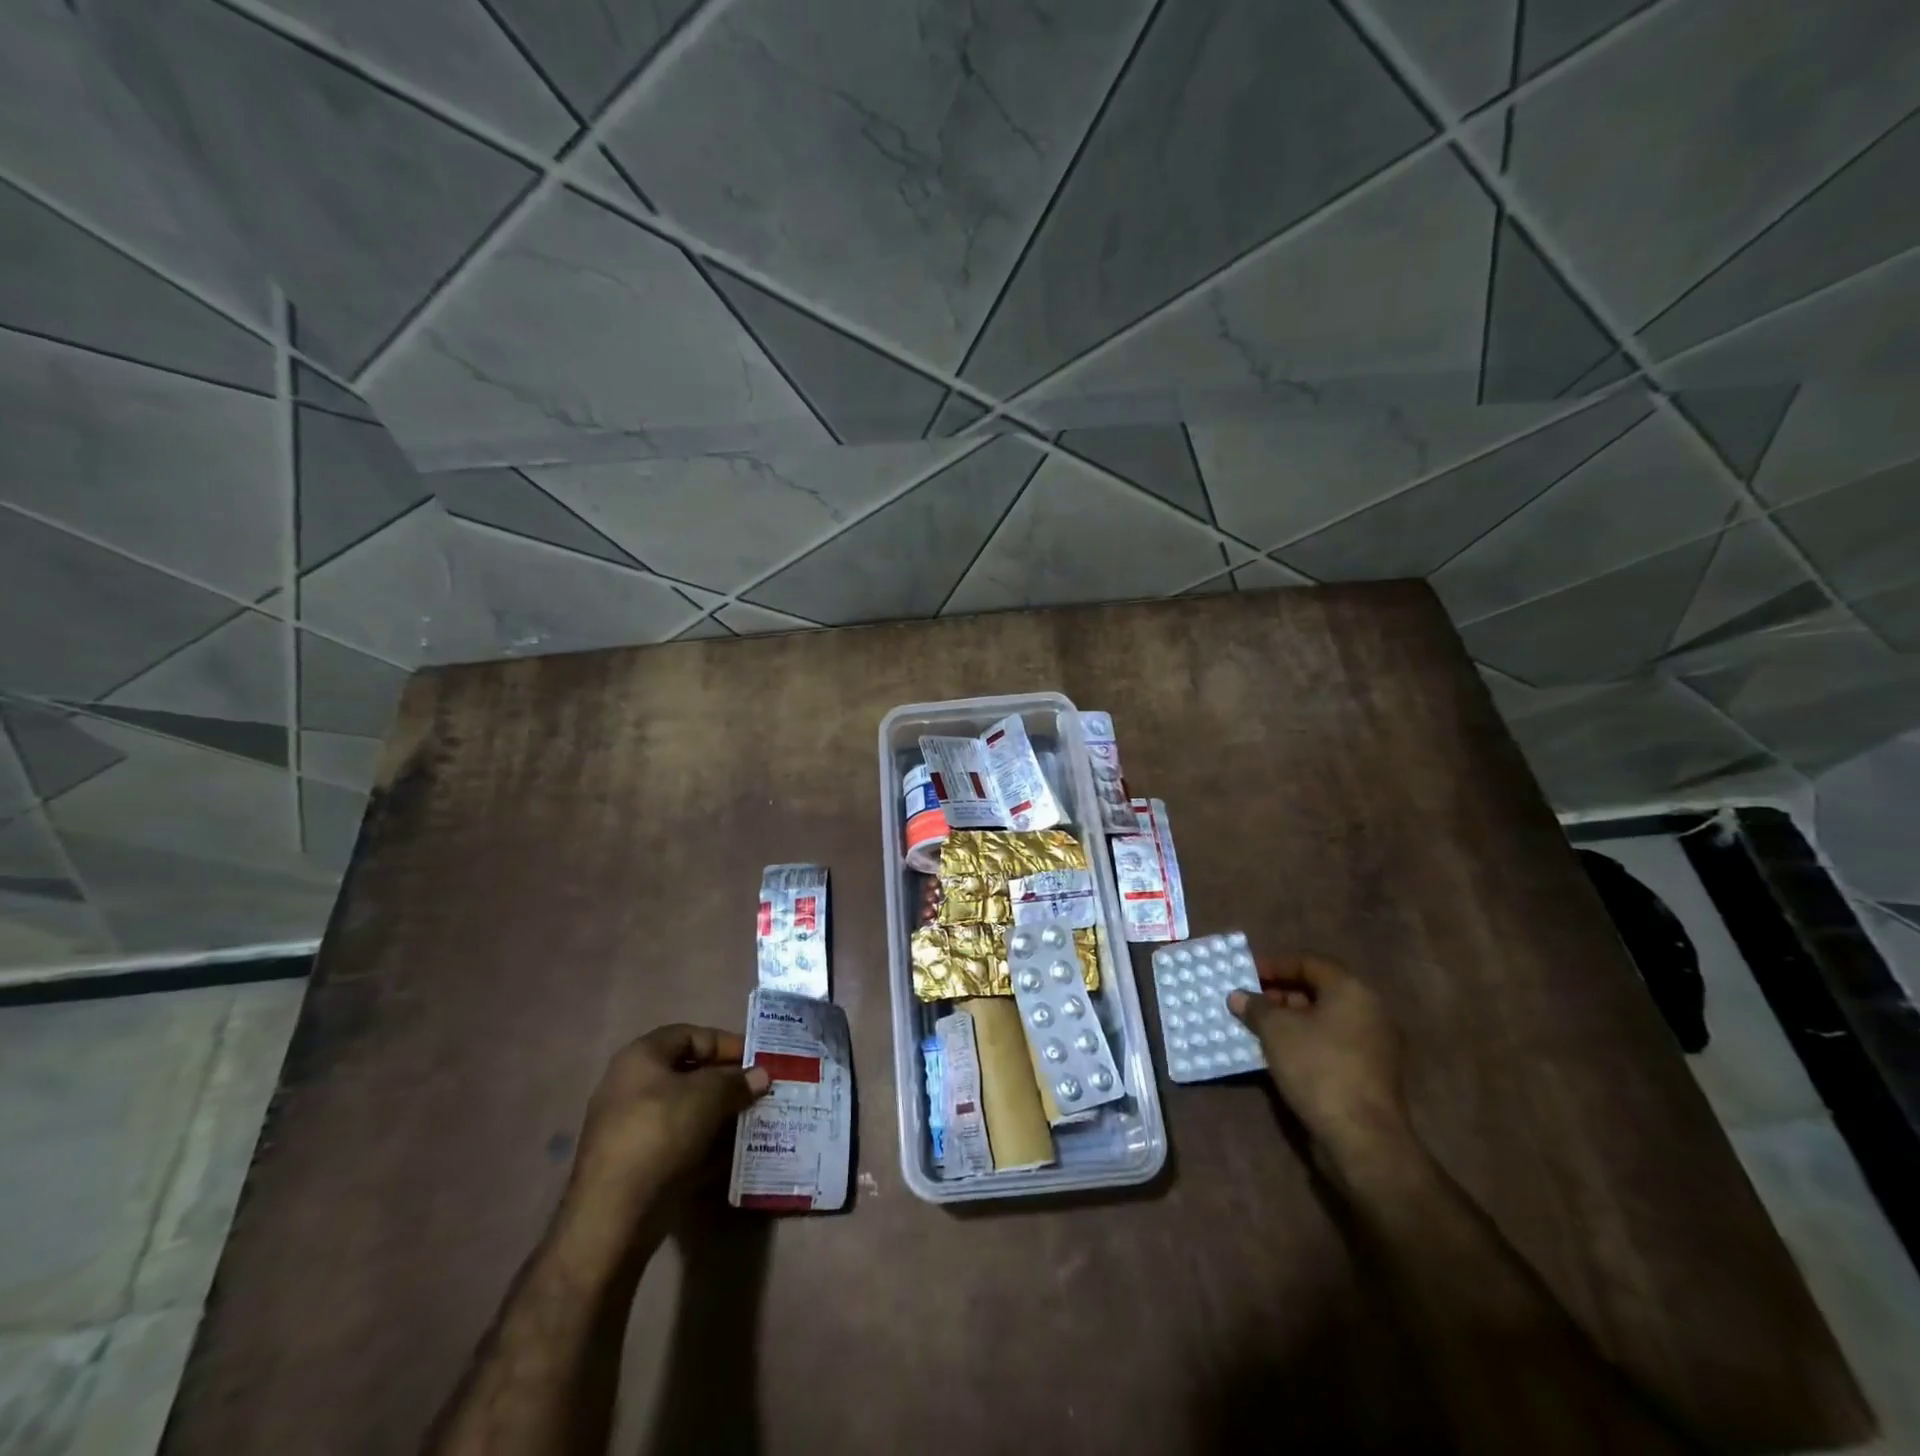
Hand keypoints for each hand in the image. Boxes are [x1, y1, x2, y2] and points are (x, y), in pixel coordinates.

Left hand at [567, 1025, 770, 1226]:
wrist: (613, 1215)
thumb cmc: (660, 1134)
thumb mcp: (708, 1097)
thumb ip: (737, 1081)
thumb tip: (761, 1075)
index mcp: (641, 1057)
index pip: (691, 1035)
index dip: (726, 1043)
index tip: (757, 1060)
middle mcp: (630, 1085)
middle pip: (688, 1073)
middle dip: (726, 1081)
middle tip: (758, 1091)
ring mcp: (630, 1126)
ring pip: (685, 1109)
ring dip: (718, 1113)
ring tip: (751, 1121)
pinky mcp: (635, 1162)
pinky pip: (677, 1141)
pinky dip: (704, 1143)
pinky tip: (730, 1153)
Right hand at [1229, 956, 1412, 1181]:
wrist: (1362, 1137)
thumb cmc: (1317, 1067)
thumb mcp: (1275, 1030)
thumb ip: (1255, 1007)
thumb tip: (1238, 996)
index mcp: (1352, 990)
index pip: (1308, 962)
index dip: (1274, 965)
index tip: (1246, 976)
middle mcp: (1369, 1011)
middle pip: (1318, 990)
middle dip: (1281, 995)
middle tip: (1250, 1003)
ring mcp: (1374, 1045)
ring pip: (1325, 1020)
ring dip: (1291, 1021)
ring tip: (1259, 1029)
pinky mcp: (1371, 1073)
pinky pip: (1333, 1044)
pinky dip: (1306, 1042)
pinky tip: (1280, 1054)